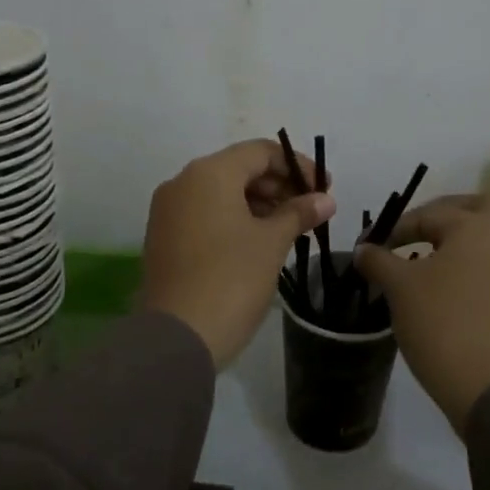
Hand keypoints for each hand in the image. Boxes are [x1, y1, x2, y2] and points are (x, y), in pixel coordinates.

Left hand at [141, 139, 336, 368]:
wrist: (176, 338)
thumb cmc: (230, 279)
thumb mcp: (272, 242)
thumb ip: (299, 213)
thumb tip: (325, 199)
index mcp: (209, 173)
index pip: (260, 152)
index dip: (297, 165)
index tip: (324, 188)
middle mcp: (183, 182)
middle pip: (239, 168)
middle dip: (278, 185)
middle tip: (310, 210)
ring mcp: (168, 210)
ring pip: (221, 192)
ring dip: (258, 203)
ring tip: (290, 228)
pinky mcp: (164, 237)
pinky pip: (205, 213)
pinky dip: (234, 218)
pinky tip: (259, 241)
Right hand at [355, 194, 489, 434]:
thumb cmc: (442, 323)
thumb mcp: (399, 288)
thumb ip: (378, 260)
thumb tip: (363, 249)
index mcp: (475, 225)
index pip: (427, 214)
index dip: (394, 228)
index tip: (369, 247)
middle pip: (474, 209)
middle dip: (442, 214)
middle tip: (414, 231)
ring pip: (487, 238)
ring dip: (458, 241)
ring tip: (426, 261)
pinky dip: (471, 265)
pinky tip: (447, 288)